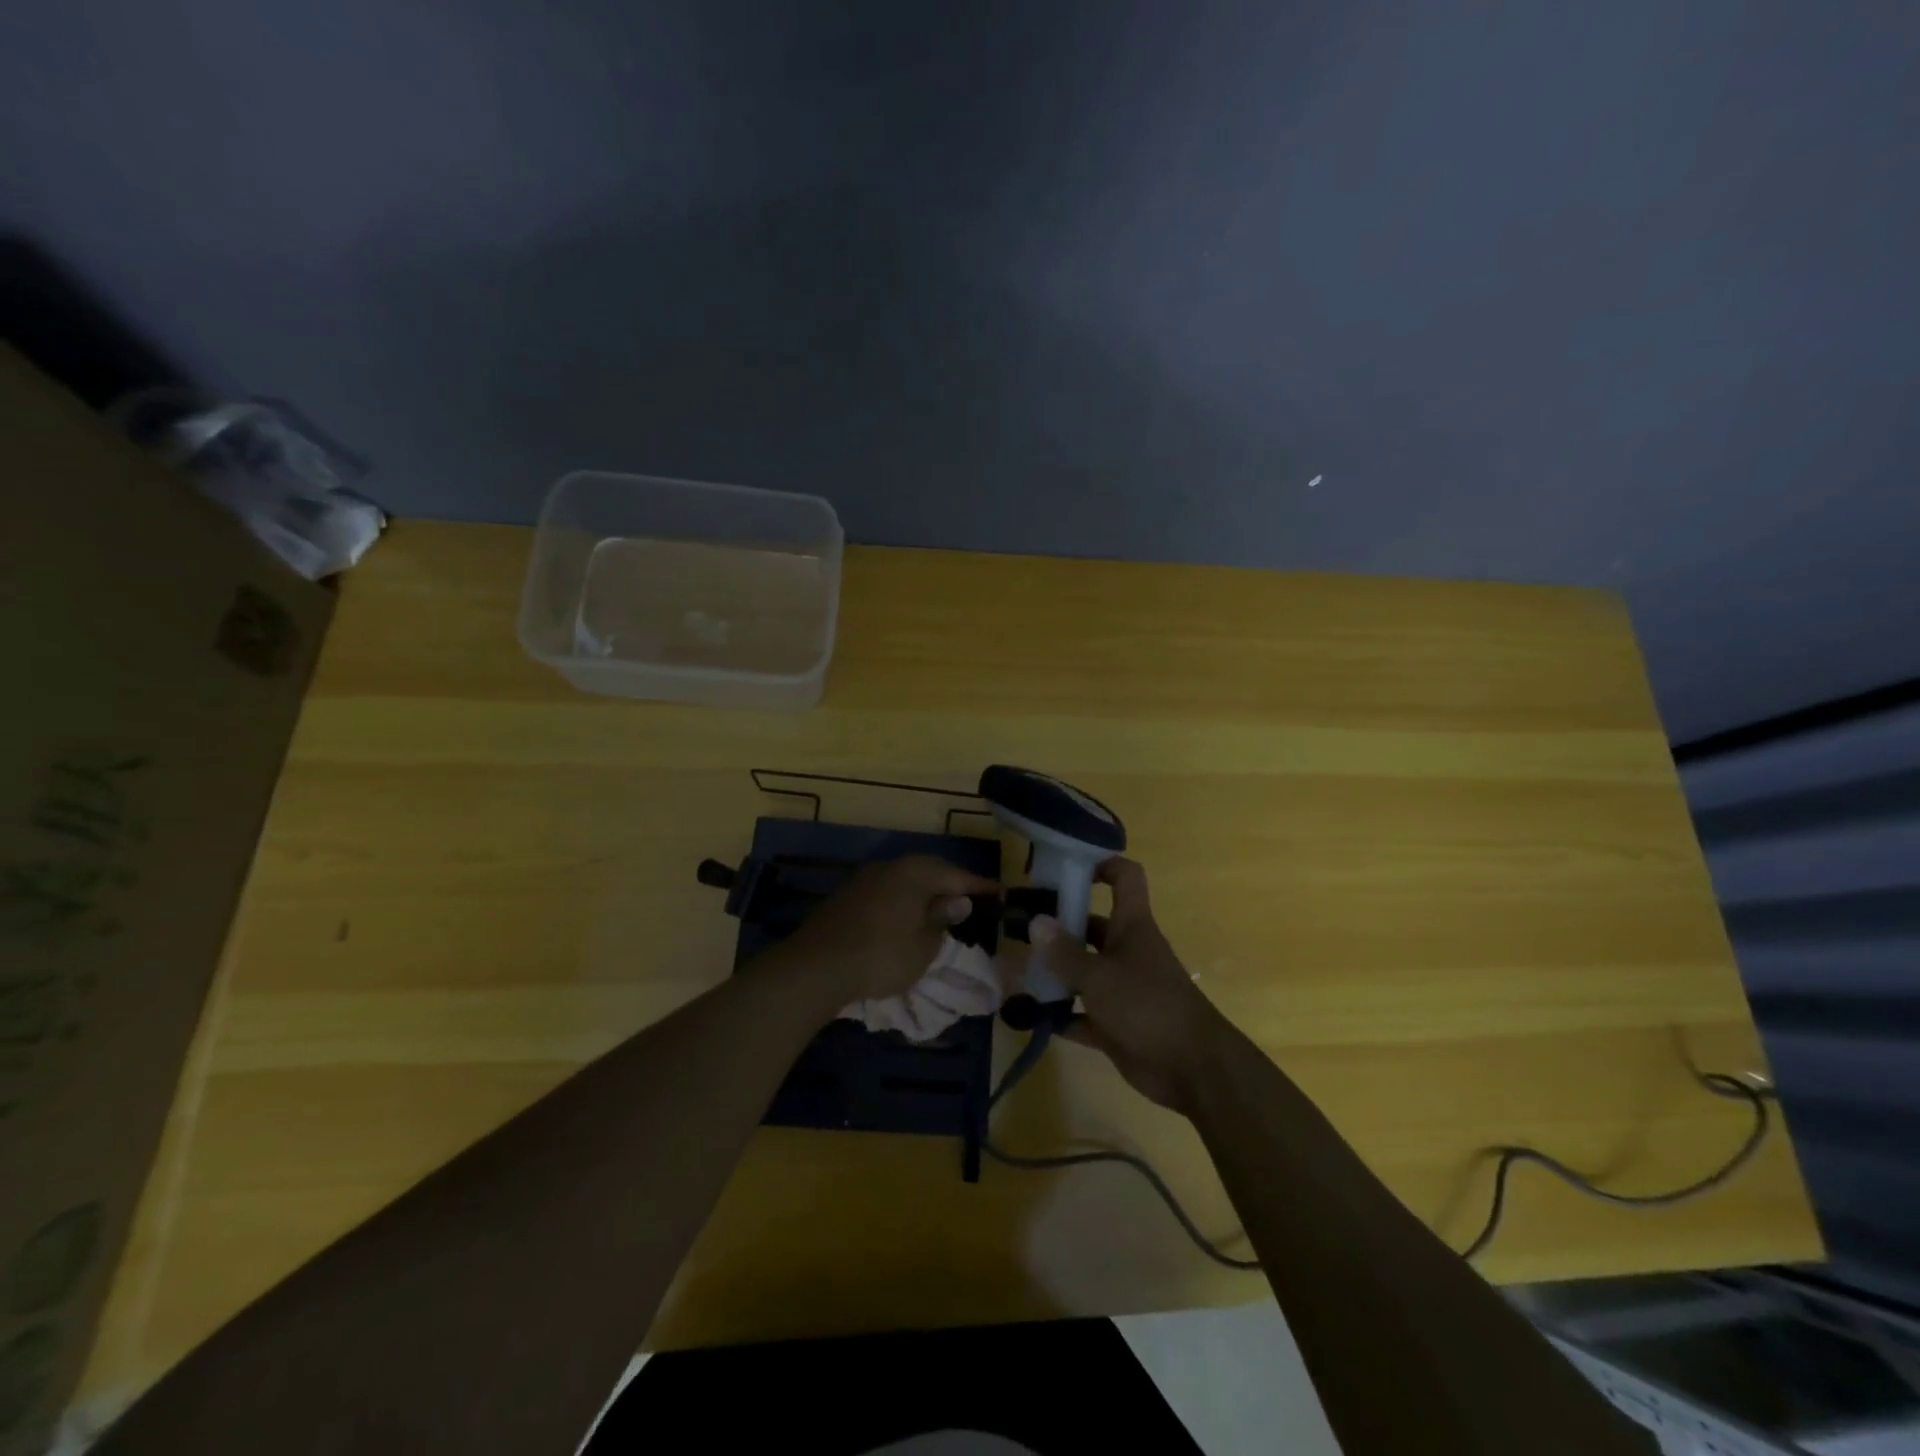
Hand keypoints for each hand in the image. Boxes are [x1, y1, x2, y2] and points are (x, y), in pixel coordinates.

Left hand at [771, 854, 998, 1004]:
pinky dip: (904, 901)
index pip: (957, 876)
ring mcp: (866, 879)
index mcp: (916, 872)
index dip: (980, 886)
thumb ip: (942, 919)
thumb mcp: (924, 945)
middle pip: (930, 871)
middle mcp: (891, 867)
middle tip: (971, 898)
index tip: (1000, 893)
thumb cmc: (882, 955)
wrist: (817, 966)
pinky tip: (907, 917)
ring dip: (925, 892)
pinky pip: (888, 892)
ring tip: (941, 908)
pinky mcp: (848, 896)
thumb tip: (957, 901)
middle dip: (952, 884)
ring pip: (906, 880)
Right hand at [1030, 857, 1225, 1115]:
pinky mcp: (1117, 1024)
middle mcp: (1127, 950)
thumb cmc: (1147, 1006)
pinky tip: (1029, 1016)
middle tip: (1016, 928)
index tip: (1065, 867)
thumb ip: (1065, 953)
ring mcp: (1122, 988)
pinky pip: (1082, 1013)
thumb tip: (1036, 921)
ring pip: (1083, 971)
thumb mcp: (1099, 976)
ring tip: (1015, 971)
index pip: (1124, 878)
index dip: (1101, 864)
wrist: (1193, 1069)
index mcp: (1131, 926)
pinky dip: (1060, 1014)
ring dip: (1054, 972)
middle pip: (1091, 926)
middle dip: (1057, 927)